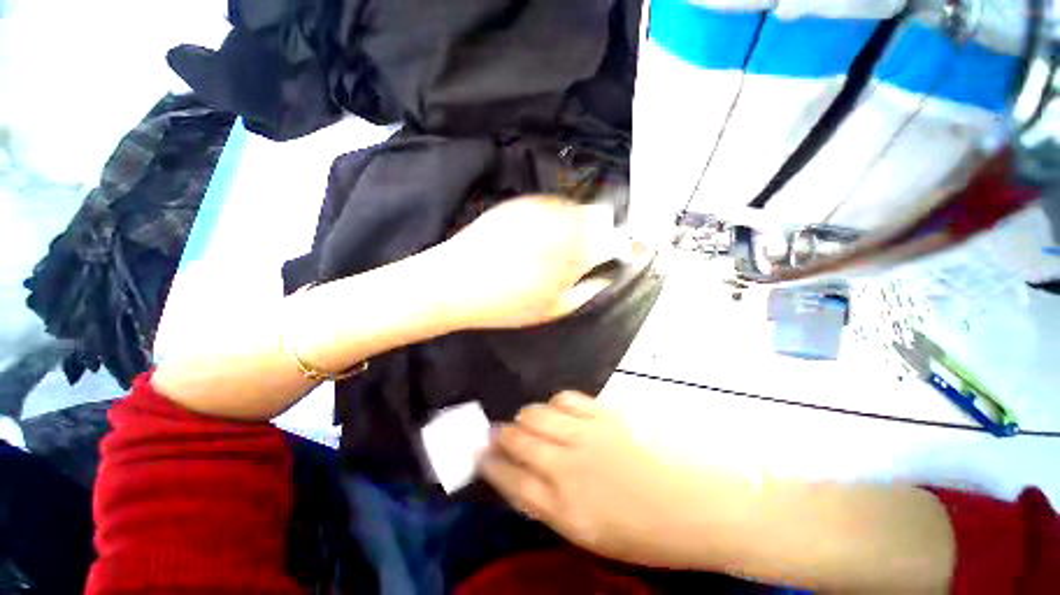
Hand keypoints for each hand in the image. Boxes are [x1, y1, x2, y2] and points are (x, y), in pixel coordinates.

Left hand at [437, 195, 624, 328]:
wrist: (456, 282)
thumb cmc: (506, 303)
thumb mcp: (554, 308)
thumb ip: (588, 290)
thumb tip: (607, 276)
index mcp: (574, 251)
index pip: (615, 237)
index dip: (619, 245)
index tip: (614, 254)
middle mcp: (562, 221)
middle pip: (600, 214)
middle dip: (600, 230)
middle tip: (586, 251)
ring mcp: (539, 207)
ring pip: (575, 207)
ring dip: (577, 223)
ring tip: (560, 245)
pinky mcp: (521, 202)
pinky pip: (551, 204)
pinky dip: (555, 217)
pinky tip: (540, 235)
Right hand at [480, 391, 717, 567]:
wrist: (700, 505)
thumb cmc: (647, 532)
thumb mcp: (592, 534)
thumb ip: (554, 505)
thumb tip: (528, 479)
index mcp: (563, 508)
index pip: (509, 481)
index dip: (490, 465)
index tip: (481, 455)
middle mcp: (567, 467)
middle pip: (517, 440)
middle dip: (500, 436)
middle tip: (497, 433)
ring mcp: (586, 434)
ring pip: (536, 414)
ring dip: (524, 417)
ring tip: (525, 420)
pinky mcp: (604, 413)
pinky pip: (565, 399)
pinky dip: (554, 403)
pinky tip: (556, 409)